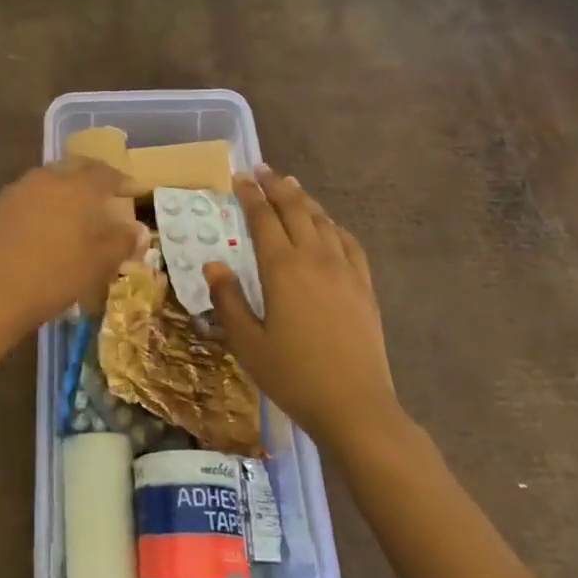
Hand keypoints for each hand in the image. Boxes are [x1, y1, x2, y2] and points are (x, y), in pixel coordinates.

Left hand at [0, 159, 146, 343]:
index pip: (106, 173)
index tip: (135, 190)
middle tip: (106, 193)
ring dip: (65, 189)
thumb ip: (123, 242)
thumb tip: (139, 229)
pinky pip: (26, 196)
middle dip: (93, 177)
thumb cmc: (55, 277)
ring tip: (74, 209)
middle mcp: (46, 179)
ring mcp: (16, 190)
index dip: (123, 181)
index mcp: (76, 187)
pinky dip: (40, 204)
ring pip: (48, 180)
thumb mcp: (99, 264)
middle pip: (75, 168)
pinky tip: (41, 225)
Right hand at [205, 167, 399, 446]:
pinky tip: (329, 226)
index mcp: (282, 268)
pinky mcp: (364, 287)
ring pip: (323, 221)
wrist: (356, 406)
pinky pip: (349, 243)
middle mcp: (315, 258)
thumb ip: (228, 300)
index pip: (263, 219)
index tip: (240, 177)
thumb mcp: (247, 343)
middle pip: (295, 210)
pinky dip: (334, 226)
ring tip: (291, 187)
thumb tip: (213, 264)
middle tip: (263, 171)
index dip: (250, 195)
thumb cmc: (294, 375)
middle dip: (277, 187)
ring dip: (304, 200)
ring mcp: (345, 270)